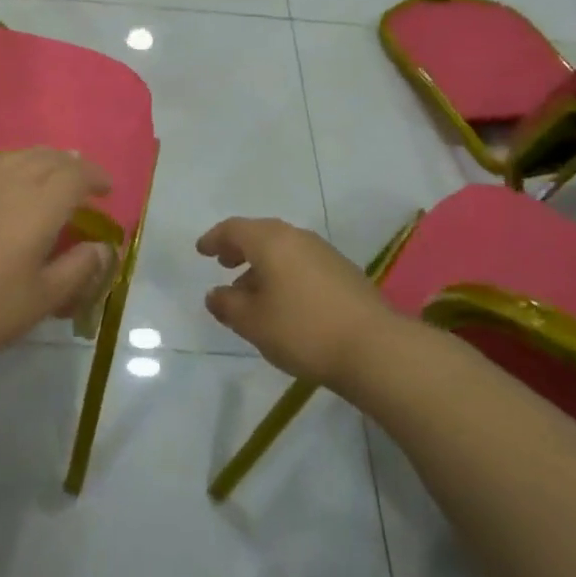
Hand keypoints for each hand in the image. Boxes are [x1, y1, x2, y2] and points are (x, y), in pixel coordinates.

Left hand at [0, 148, 115, 375]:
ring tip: (55, 173)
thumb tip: (103, 246)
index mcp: (39, 206)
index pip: (76, 175)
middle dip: (74, 166)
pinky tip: (11, 174)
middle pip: (51, 158)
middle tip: (86, 183)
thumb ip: (79, 269)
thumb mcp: (42, 299)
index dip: (96, 177)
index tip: (107, 190)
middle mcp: (12, 181)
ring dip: (46, 159)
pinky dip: (15, 161)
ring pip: (22, 155)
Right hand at [198, 218, 399, 389]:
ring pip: (283, 249)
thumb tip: (215, 294)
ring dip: (262, 263)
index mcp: (270, 241)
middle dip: (239, 248)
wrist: (374, 347)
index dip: (214, 238)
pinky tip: (284, 301)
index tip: (202, 250)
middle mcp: (297, 237)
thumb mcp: (253, 323)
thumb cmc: (303, 330)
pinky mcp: (343, 271)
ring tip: (250, 290)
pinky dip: (284, 272)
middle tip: (223, 263)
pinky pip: (301, 262)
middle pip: (260, 234)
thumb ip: (228, 305)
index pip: (234, 229)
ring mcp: (323, 252)